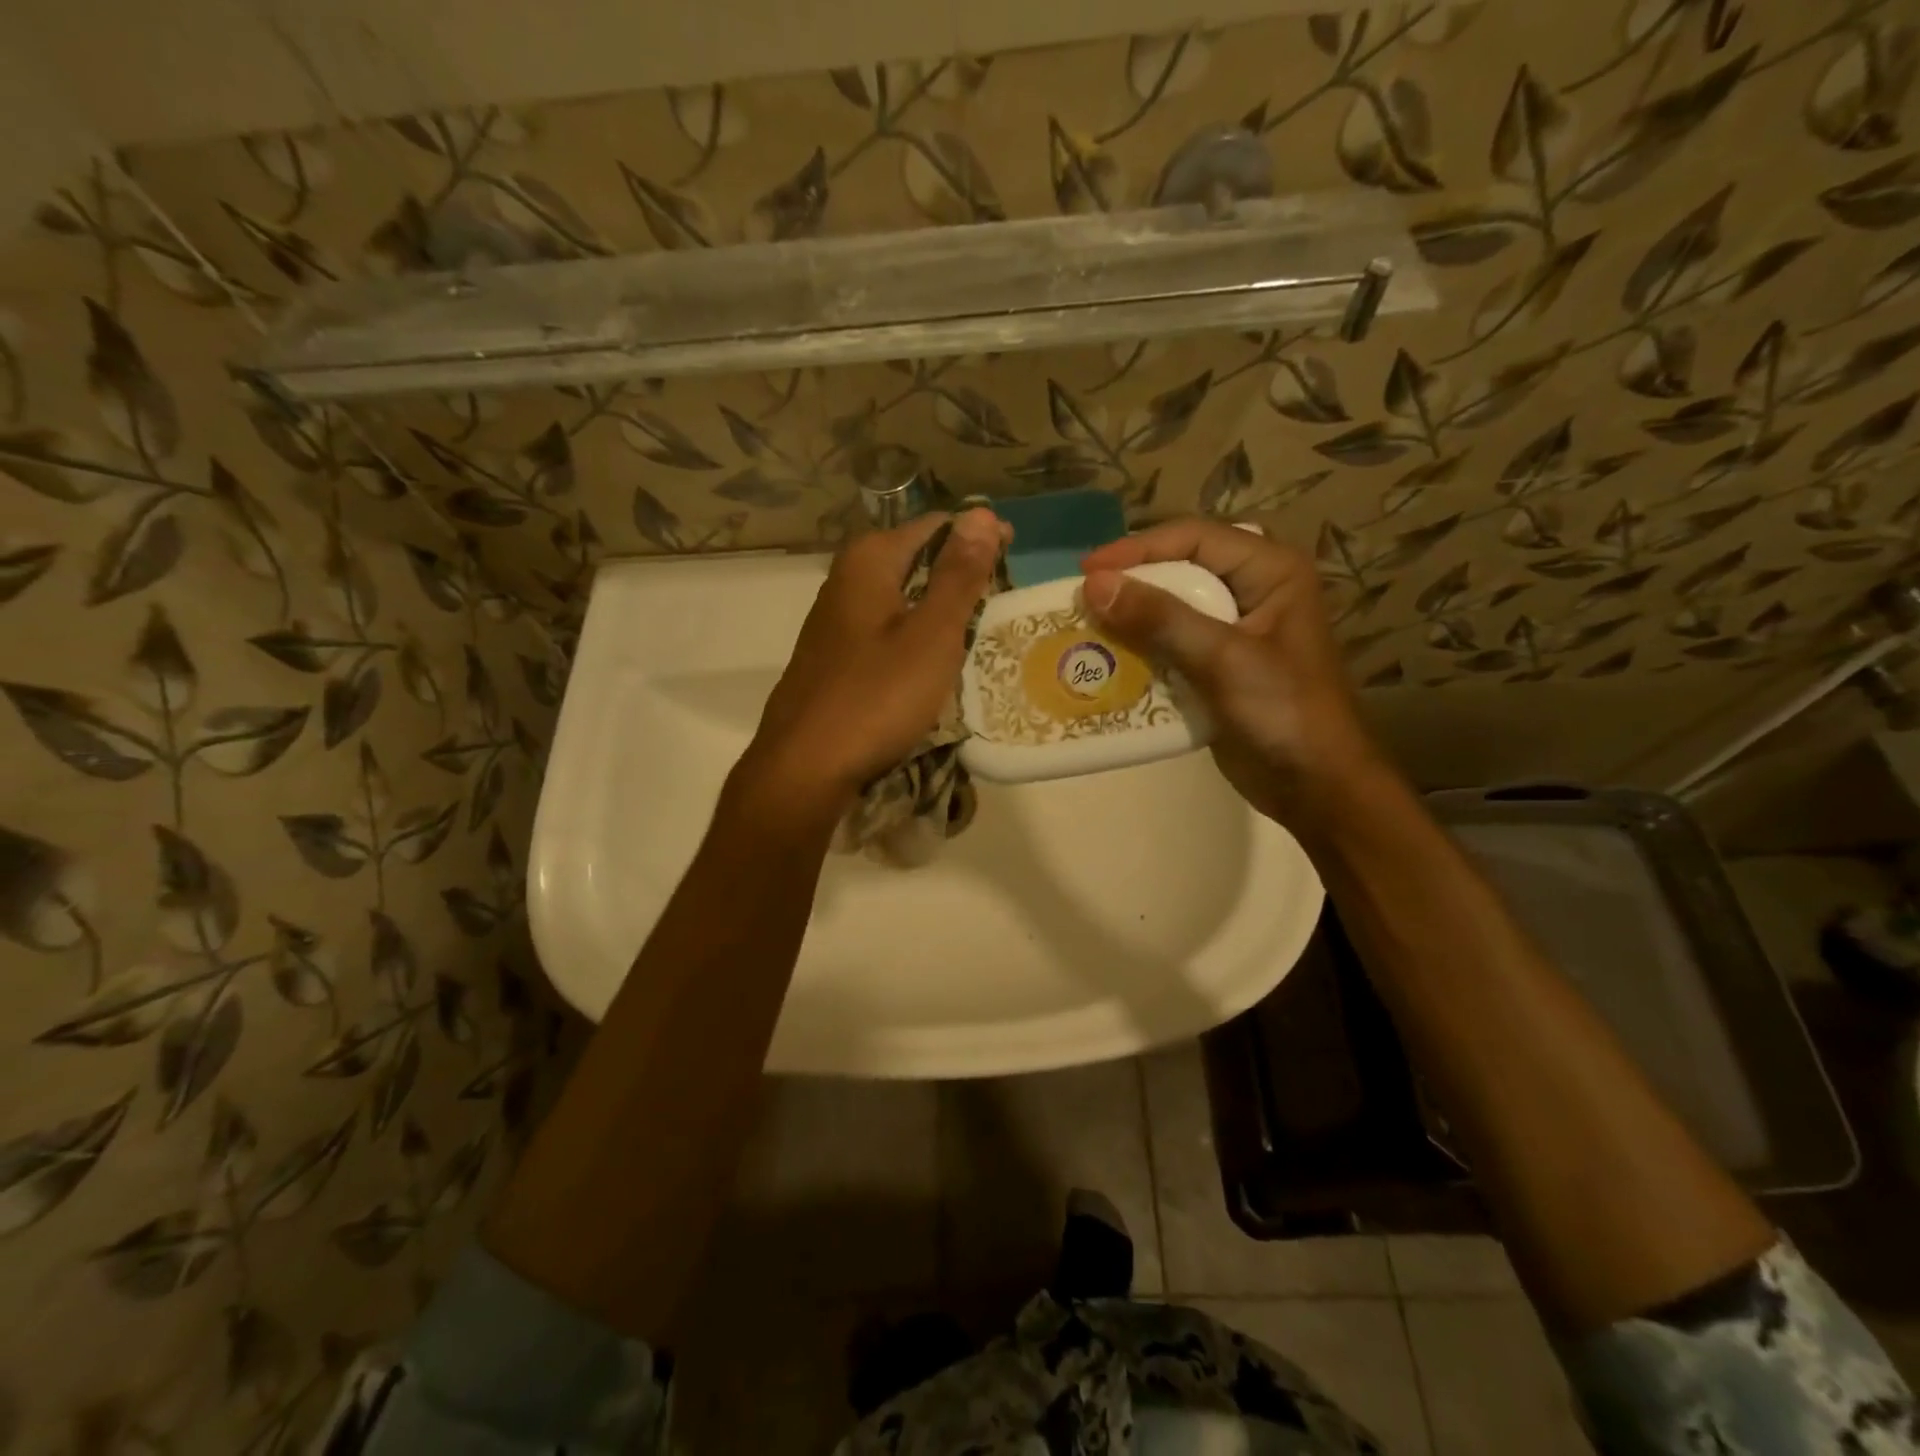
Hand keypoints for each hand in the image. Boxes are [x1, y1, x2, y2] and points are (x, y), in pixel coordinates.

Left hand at [740, 508, 1004, 817]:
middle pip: (916, 559)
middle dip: (959, 575)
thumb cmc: (876, 697)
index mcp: (870, 560)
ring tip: (976, 633)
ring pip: (901, 597)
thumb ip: (959, 574)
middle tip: (1000, 606)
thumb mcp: (931, 635)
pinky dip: (914, 636)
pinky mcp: (834, 655)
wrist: (805, 767)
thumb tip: (982, 512)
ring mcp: (835, 619)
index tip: (1014, 564)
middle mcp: (846, 578)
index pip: (937, 525)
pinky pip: (885, 629)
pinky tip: (931, 663)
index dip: (979, 539)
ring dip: (938, 608)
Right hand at [1080, 518, 1390, 828]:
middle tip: (1083, 597)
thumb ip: (1160, 618)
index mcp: (1270, 571)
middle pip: (1180, 568)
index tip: (1088, 572)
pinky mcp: (1218, 665)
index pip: (1194, 538)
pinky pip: (1172, 643)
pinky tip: (1109, 659)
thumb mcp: (1223, 658)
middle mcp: (1253, 590)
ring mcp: (1235, 630)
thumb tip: (1095, 585)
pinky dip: (1141, 648)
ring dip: (1131, 617)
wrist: (1314, 786)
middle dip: (1131, 582)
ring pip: (1172, 606)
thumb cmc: (1282, 712)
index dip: (1138, 549)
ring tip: (1087, 626)